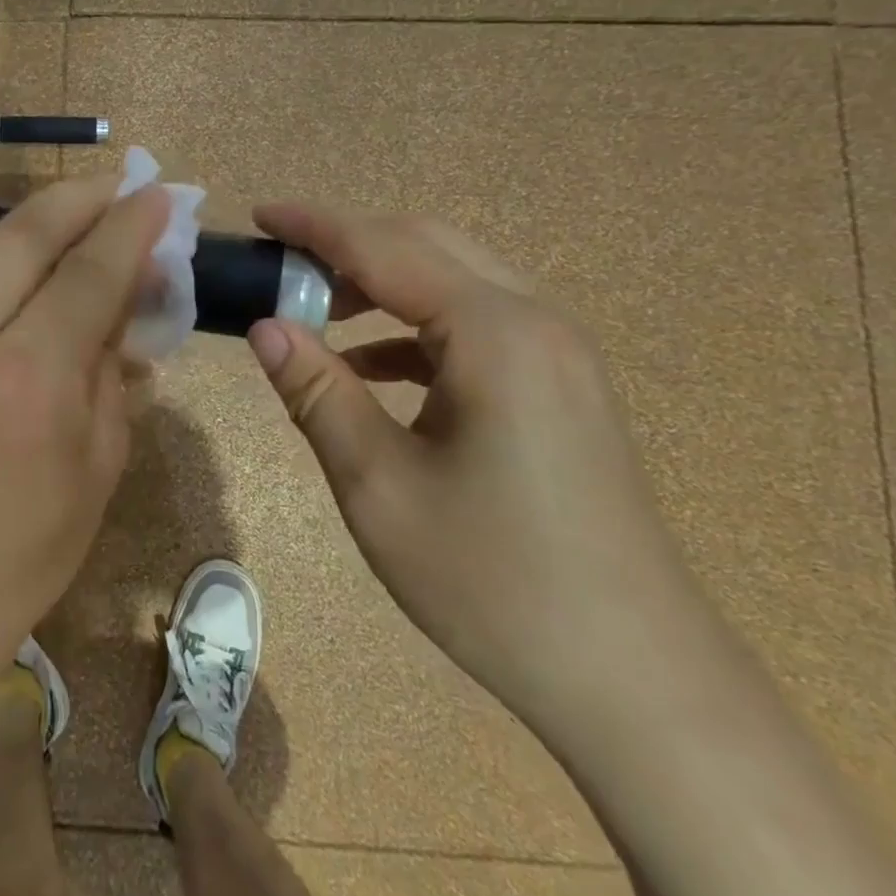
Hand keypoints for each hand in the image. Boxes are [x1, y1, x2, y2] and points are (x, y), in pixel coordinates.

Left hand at [0, 176, 167, 682]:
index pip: (90, 273)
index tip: (155, 196)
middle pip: (20, 233)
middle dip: (78, 198)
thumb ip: (116, 358)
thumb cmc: (30, 543)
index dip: (131, 225)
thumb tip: (133, 284)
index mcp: (29, 383)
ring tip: (8, 240)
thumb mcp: (102, 456)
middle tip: (110, 193)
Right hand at [246, 203, 717, 745]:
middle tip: (280, 269)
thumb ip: (317, 392)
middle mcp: (535, 323)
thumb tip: (264, 327)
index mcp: (494, 333)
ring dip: (381, 285)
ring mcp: (557, 356)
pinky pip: (476, 328)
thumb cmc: (492, 579)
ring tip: (314, 315)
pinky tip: (371, 370)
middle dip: (348, 247)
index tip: (259, 215)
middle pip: (427, 246)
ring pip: (454, 284)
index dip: (315, 227)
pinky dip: (414, 330)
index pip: (384, 249)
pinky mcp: (561, 389)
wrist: (635, 680)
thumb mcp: (379, 483)